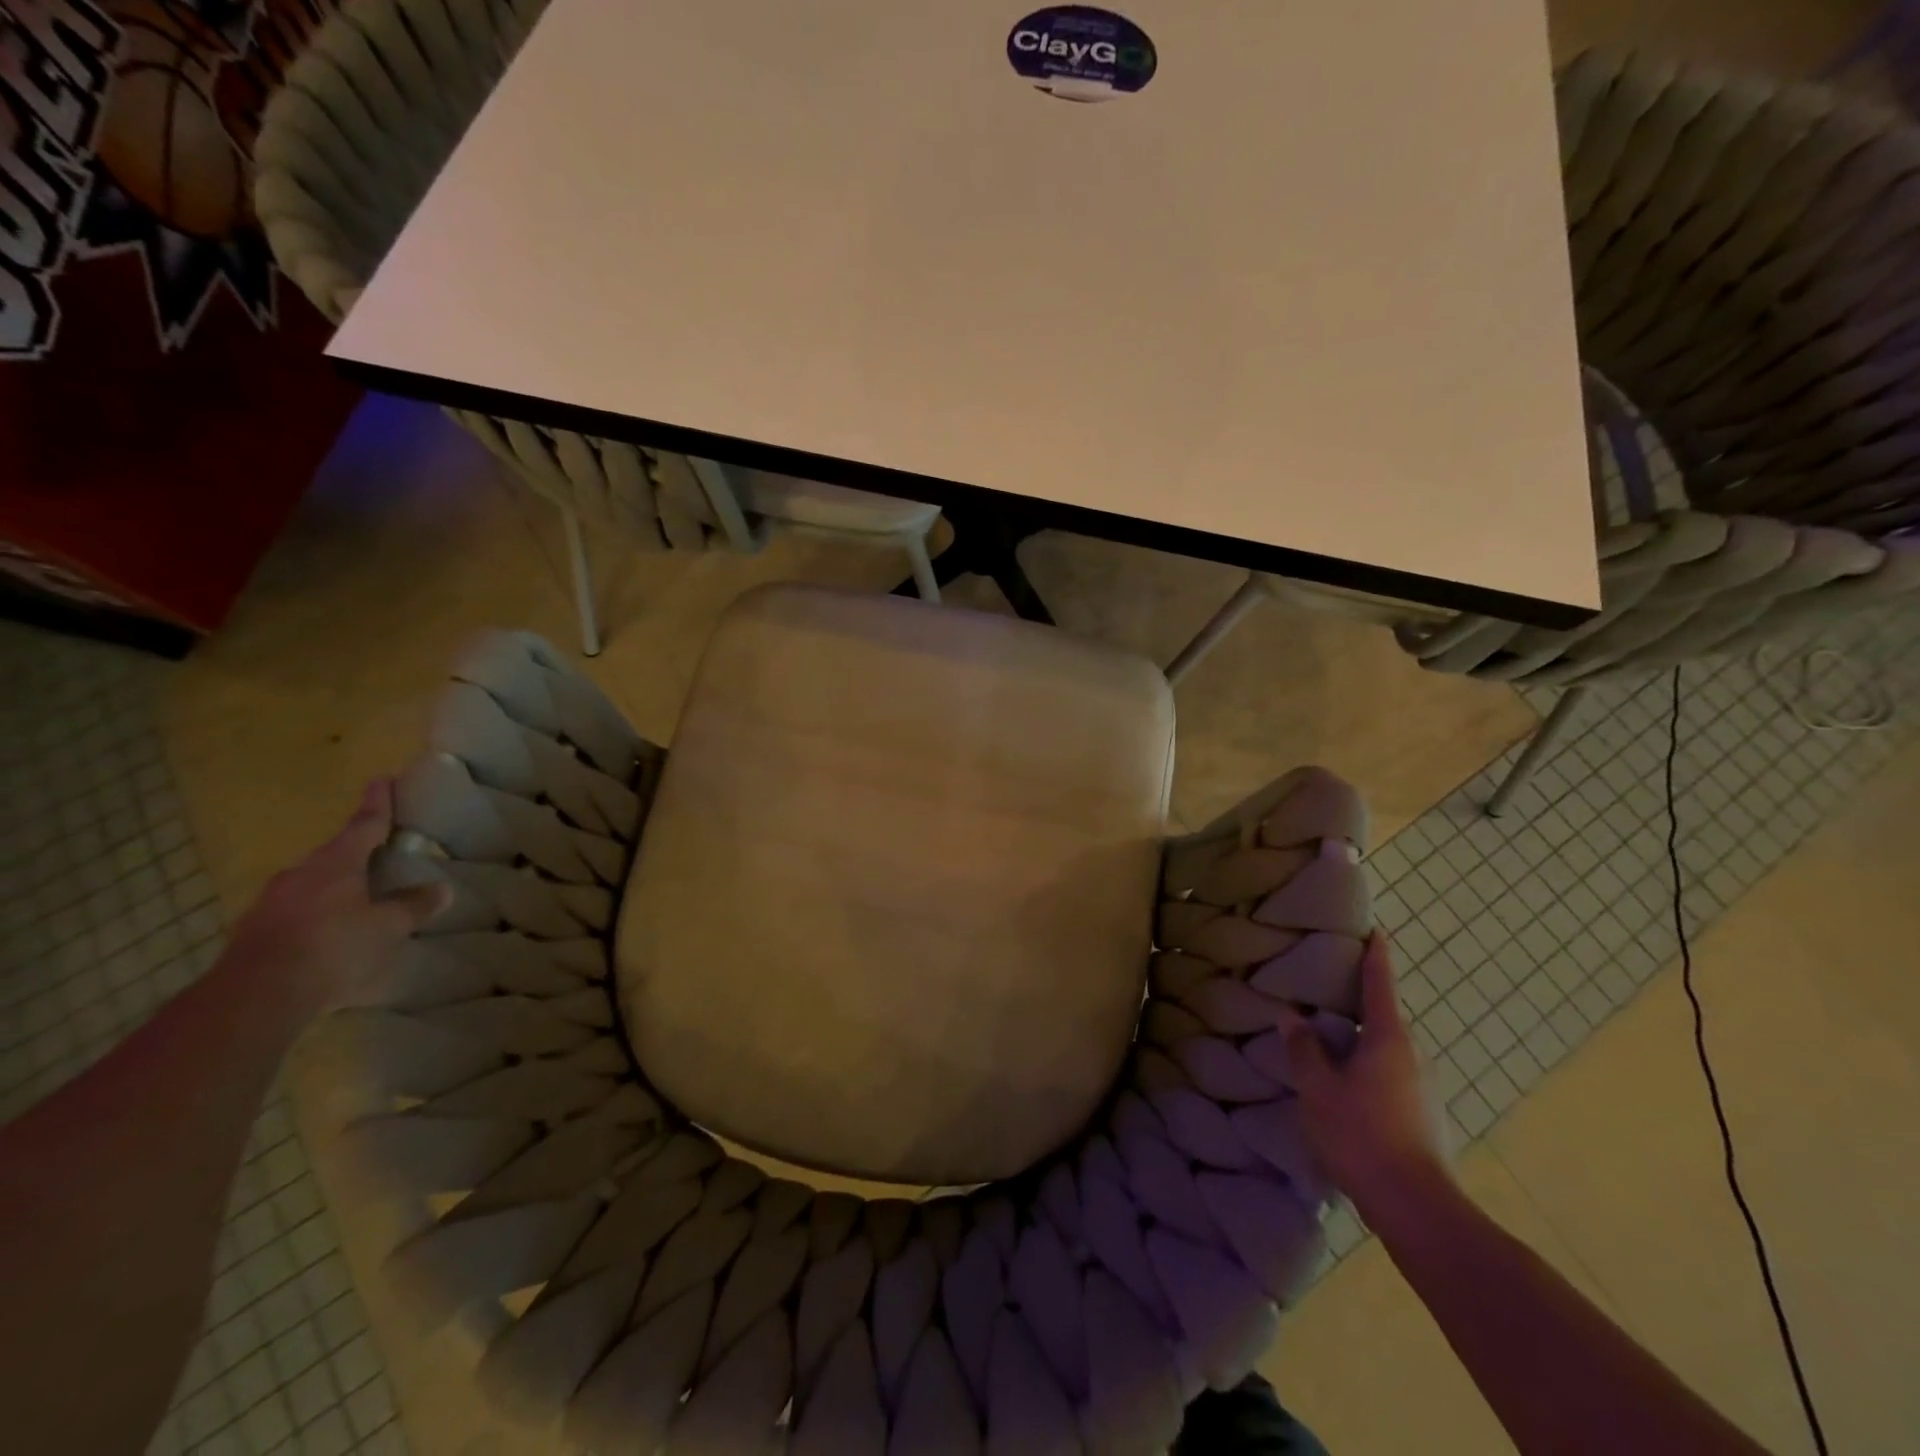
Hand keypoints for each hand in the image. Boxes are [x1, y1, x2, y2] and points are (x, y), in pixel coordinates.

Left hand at [219, 780, 450, 1020]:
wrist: (256, 996)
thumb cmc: (332, 947)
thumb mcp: (387, 927)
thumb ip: (413, 906)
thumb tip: (442, 889)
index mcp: (335, 864)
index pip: (364, 825)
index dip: (377, 803)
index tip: (382, 779)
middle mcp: (300, 875)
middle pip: (334, 855)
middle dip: (356, 852)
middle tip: (378, 852)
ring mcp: (271, 903)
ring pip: (312, 884)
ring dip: (335, 886)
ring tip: (358, 898)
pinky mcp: (255, 933)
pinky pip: (296, 912)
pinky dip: (317, 914)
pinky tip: (330, 933)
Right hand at [1280, 931, 1452, 1221]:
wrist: (1417, 1207)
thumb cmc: (1361, 1134)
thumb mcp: (1318, 1089)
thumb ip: (1304, 1049)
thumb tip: (1291, 1017)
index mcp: (1389, 1038)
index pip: (1380, 983)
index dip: (1376, 955)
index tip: (1374, 929)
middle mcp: (1412, 1054)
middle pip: (1383, 1016)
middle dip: (1357, 1001)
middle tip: (1323, 989)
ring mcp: (1422, 1085)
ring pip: (1385, 1048)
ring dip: (1359, 1038)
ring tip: (1326, 1039)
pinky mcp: (1422, 1112)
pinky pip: (1390, 1072)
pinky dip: (1366, 1065)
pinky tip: (1343, 1084)